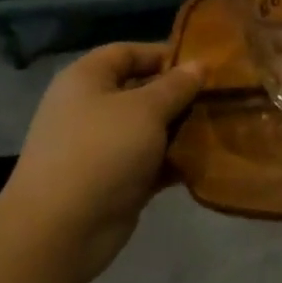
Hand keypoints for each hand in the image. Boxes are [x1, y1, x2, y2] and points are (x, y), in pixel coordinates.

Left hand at [0, 44, 202, 268]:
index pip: (127, 52)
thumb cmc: (101, 152)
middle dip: (180, 94)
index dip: (164, 54)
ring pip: (150, 128)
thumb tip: (200, 64)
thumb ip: (176, 85)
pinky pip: (151, 161)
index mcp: (87, 79)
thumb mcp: (146, 109)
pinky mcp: (115, 180)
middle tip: (220, 96)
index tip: (204, 64)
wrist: (61, 230)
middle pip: (141, 90)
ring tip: (221, 124)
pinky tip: (207, 158)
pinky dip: (174, 159)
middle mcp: (91, 108)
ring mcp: (102, 146)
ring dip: (182, 128)